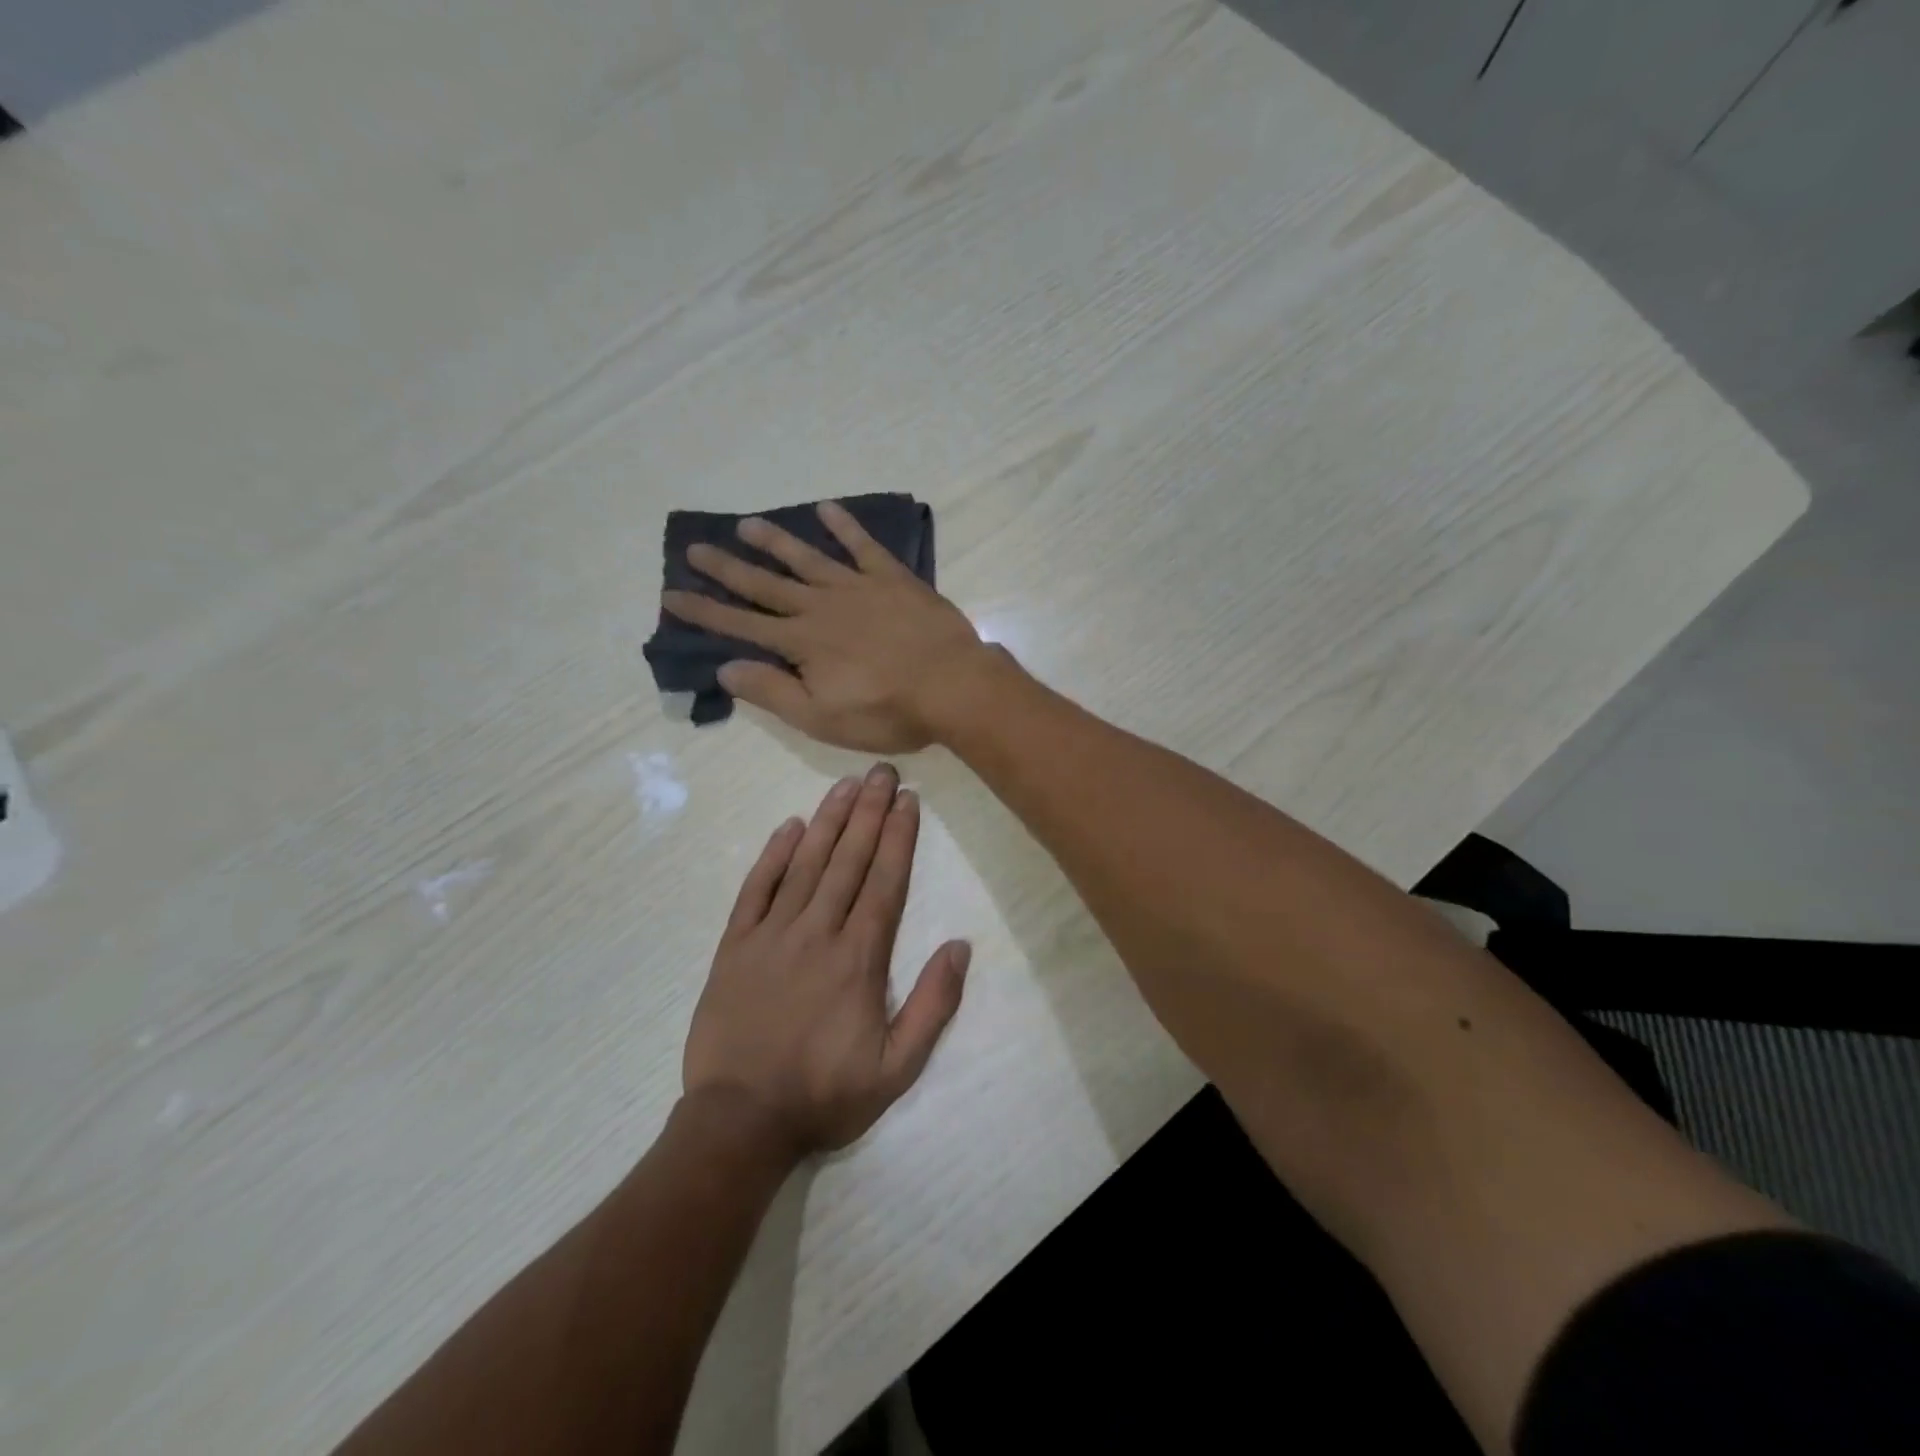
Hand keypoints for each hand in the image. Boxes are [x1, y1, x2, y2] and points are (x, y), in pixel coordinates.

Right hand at [661, 501, 1000, 751]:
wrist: (953, 686)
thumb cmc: (888, 712)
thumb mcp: (822, 718)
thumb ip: (772, 692)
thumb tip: (725, 669)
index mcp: (802, 643)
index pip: (742, 626)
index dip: (705, 612)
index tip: (672, 595)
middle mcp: (821, 607)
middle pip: (765, 585)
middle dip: (728, 568)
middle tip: (695, 547)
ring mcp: (858, 588)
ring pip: (807, 558)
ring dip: (775, 542)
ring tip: (745, 524)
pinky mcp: (893, 579)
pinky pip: (864, 545)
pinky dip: (845, 525)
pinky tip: (827, 507)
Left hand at [682, 763, 969, 1155]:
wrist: (739, 1122)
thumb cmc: (824, 1095)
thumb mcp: (896, 1068)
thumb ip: (932, 1005)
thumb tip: (960, 945)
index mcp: (858, 958)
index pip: (884, 882)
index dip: (898, 837)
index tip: (908, 799)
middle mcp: (817, 933)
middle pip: (849, 860)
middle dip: (869, 812)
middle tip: (882, 771)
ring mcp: (771, 935)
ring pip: (805, 864)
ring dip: (828, 820)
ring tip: (845, 784)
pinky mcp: (734, 946)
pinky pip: (755, 889)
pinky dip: (772, 855)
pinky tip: (790, 826)